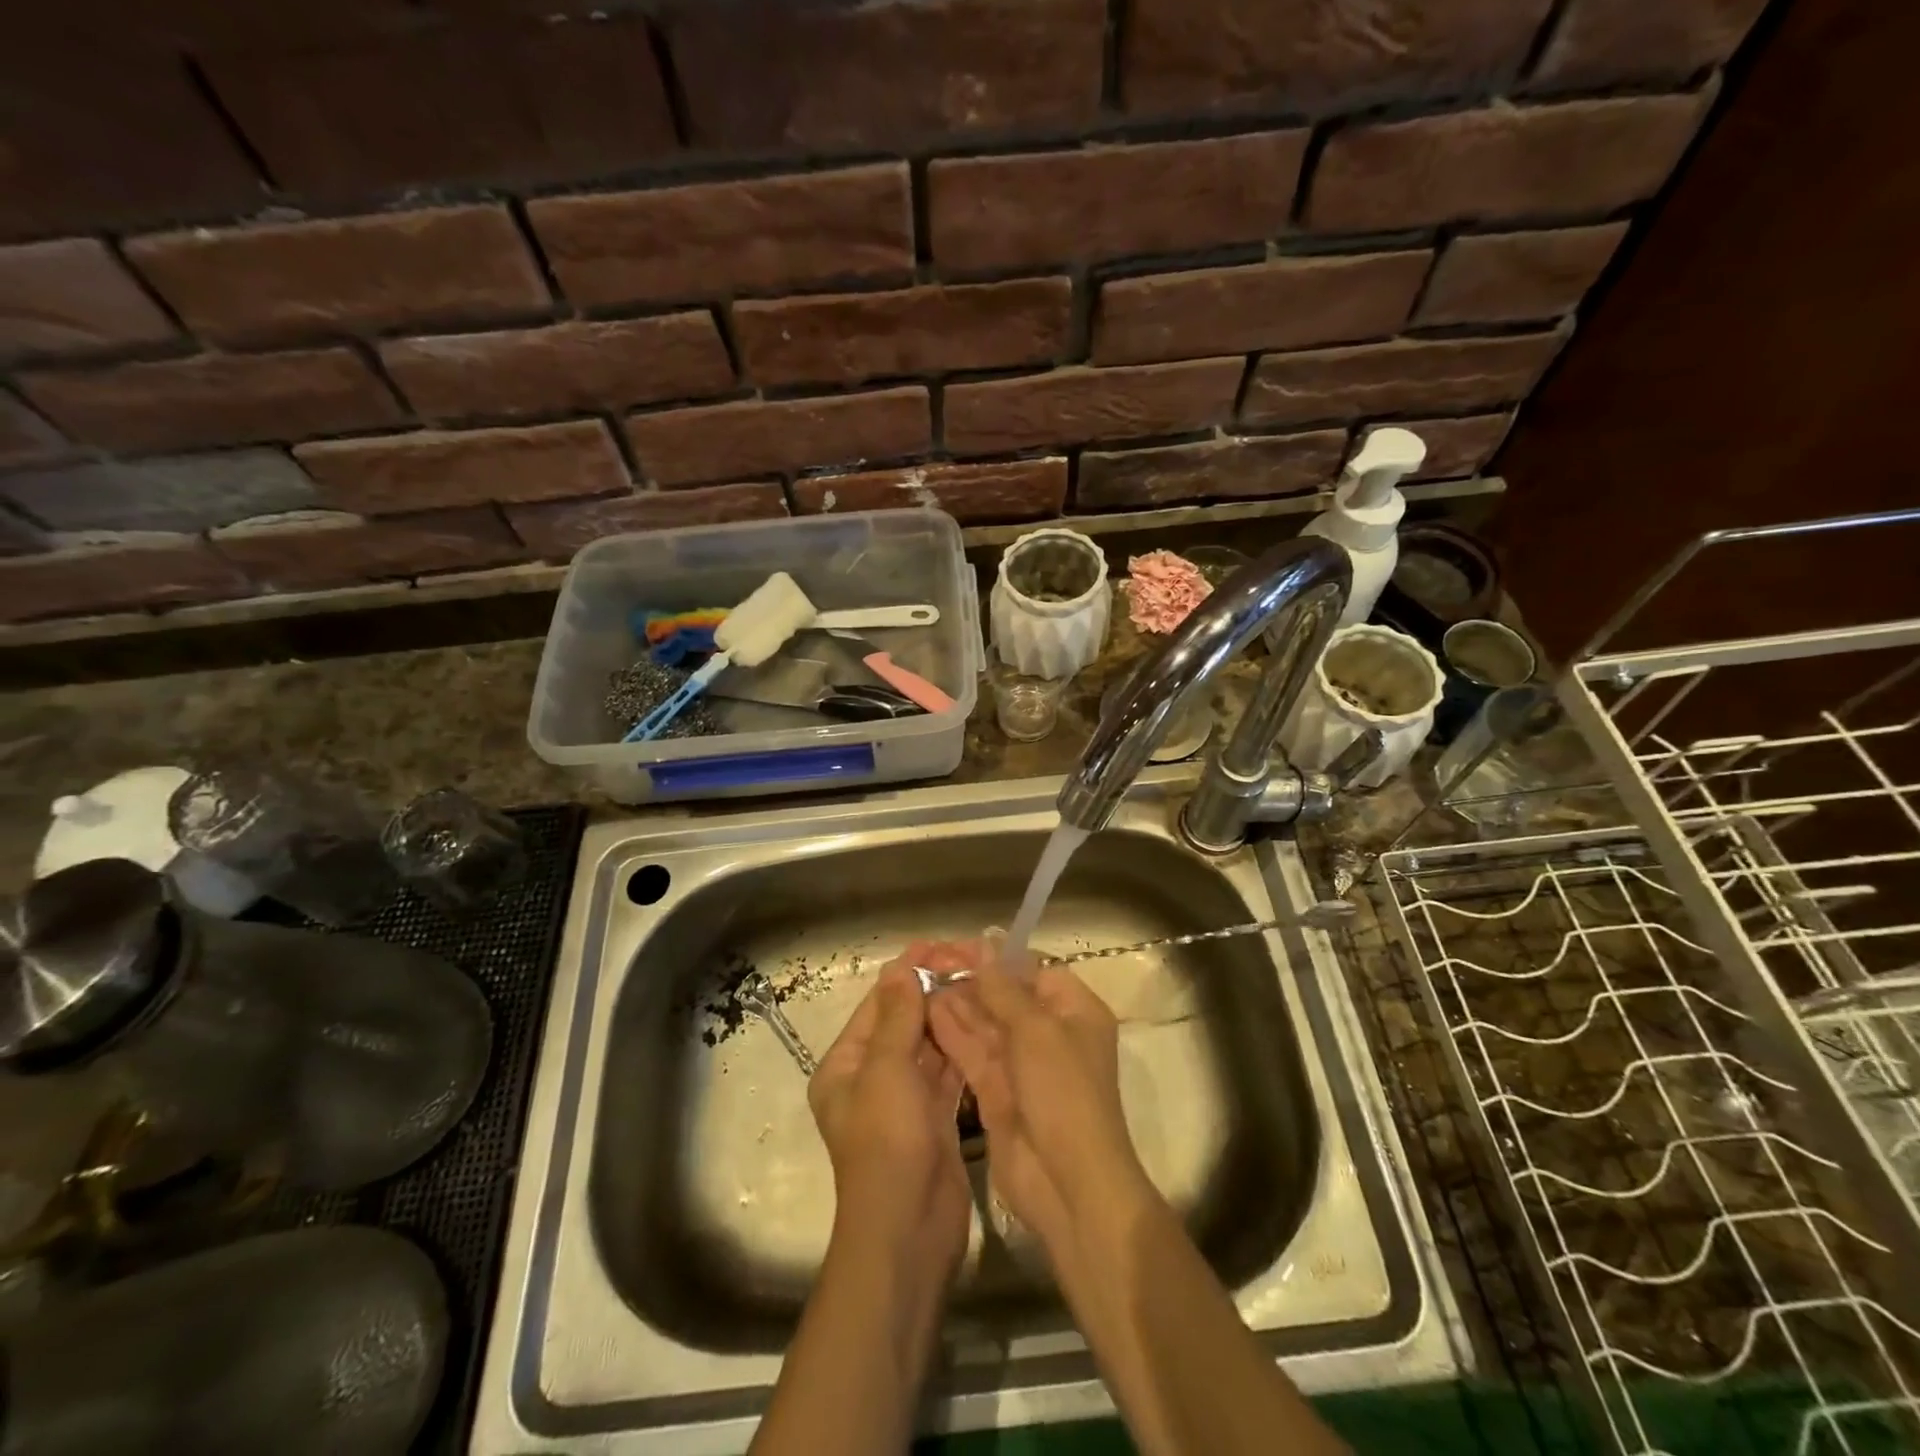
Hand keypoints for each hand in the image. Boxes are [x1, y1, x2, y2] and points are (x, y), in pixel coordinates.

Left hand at [808, 944, 971, 1277]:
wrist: (910, 1231)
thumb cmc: (888, 1144)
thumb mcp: (887, 1072)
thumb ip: (898, 1018)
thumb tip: (901, 967)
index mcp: (846, 1066)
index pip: (878, 1005)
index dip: (907, 972)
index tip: (941, 944)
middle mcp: (871, 1079)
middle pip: (904, 1022)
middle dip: (933, 991)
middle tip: (971, 961)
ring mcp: (905, 1101)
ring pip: (928, 1046)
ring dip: (950, 1017)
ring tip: (983, 983)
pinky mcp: (934, 1120)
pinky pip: (947, 1073)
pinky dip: (961, 1049)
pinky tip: (985, 1024)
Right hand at [926, 942, 1153, 1255]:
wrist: (1068, 1184)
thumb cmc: (1063, 1092)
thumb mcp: (1036, 1030)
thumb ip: (1004, 987)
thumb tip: (985, 942)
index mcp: (1074, 1011)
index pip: (1033, 970)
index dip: (997, 957)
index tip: (958, 946)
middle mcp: (1050, 1033)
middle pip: (1006, 995)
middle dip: (970, 978)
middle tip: (928, 960)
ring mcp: (1023, 1065)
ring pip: (986, 1023)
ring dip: (957, 1003)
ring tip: (921, 980)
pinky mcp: (998, 1091)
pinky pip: (973, 1053)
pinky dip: (953, 1033)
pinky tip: (927, 1012)